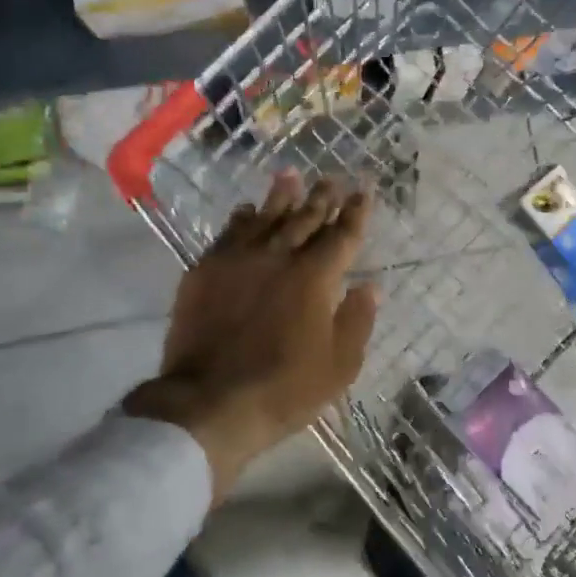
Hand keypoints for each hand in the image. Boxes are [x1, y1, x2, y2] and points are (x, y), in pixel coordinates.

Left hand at [126, 172, 376, 500]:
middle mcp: (278, 256)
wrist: (209, 402)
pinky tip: (247, 210)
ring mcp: (237, 260)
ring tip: (291, 174)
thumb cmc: (284, 389)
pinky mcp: (205, 271)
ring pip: (265, 217)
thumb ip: (357, 320)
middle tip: (331, 179)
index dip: (356, 212)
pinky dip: (242, 218)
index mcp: (315, 277)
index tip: (364, 191)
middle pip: (304, 218)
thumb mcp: (339, 366)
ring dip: (281, 195)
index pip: (341, 235)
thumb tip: (371, 286)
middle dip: (322, 197)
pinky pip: (228, 233)